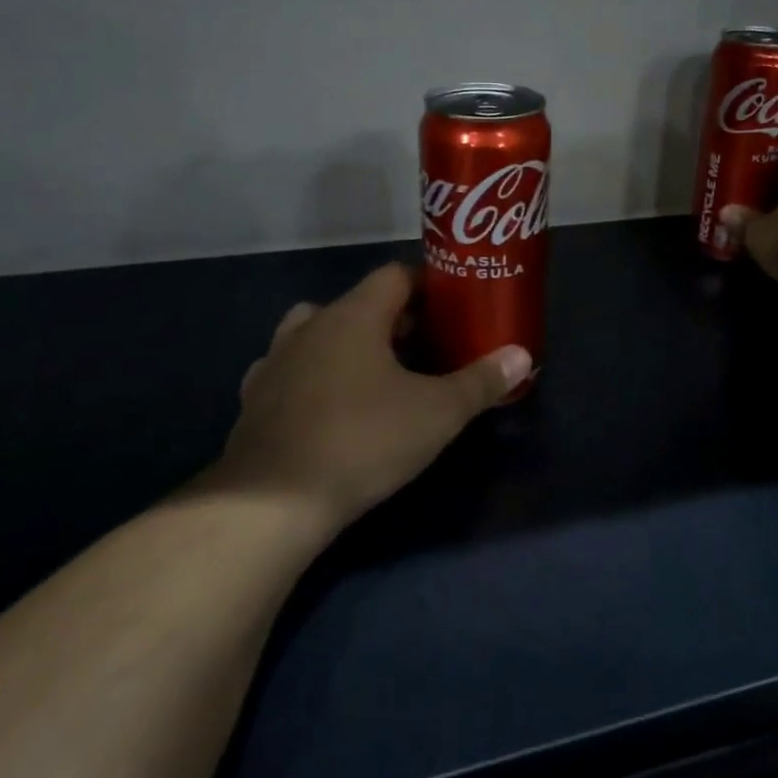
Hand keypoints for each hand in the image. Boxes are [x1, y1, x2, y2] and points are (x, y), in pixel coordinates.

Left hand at [207, 264, 530, 535]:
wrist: (273, 501)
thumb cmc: (364, 440)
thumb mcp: (437, 413)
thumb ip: (481, 381)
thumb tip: (522, 355)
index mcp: (353, 316)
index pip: (394, 276)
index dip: (426, 286)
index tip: (452, 309)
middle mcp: (310, 326)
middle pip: (359, 304)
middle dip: (395, 320)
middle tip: (428, 347)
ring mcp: (276, 361)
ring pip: (318, 333)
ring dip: (349, 344)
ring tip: (377, 374)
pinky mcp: (255, 399)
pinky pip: (291, 370)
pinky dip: (313, 376)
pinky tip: (328, 405)